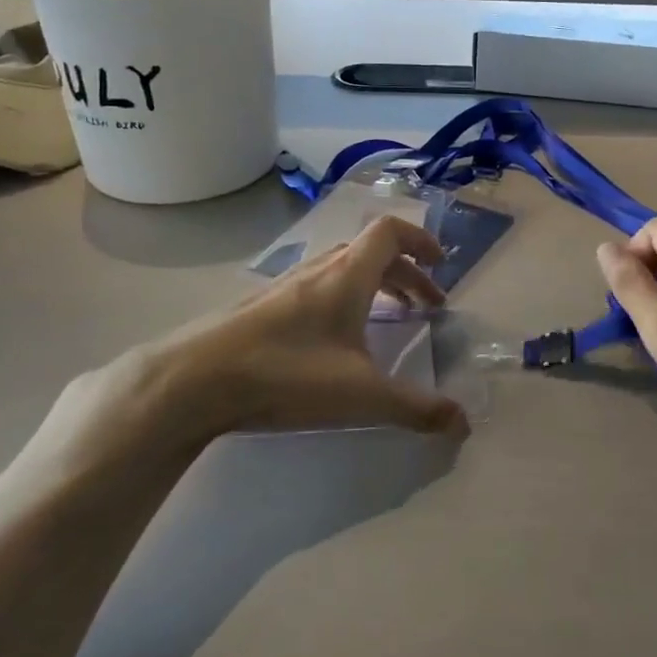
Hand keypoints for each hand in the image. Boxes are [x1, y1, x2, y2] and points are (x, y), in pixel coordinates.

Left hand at [36, 217, 468, 483]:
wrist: (193, 381)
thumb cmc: (287, 374)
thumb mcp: (362, 396)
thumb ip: (415, 409)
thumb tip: (463, 423)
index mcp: (347, 276)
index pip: (390, 232)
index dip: (420, 240)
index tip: (442, 264)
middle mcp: (318, 271)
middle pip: (370, 253)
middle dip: (406, 274)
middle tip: (426, 306)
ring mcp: (284, 287)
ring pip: (340, 271)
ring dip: (373, 286)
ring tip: (387, 320)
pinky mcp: (260, 309)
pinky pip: (315, 289)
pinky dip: (341, 301)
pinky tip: (333, 342)